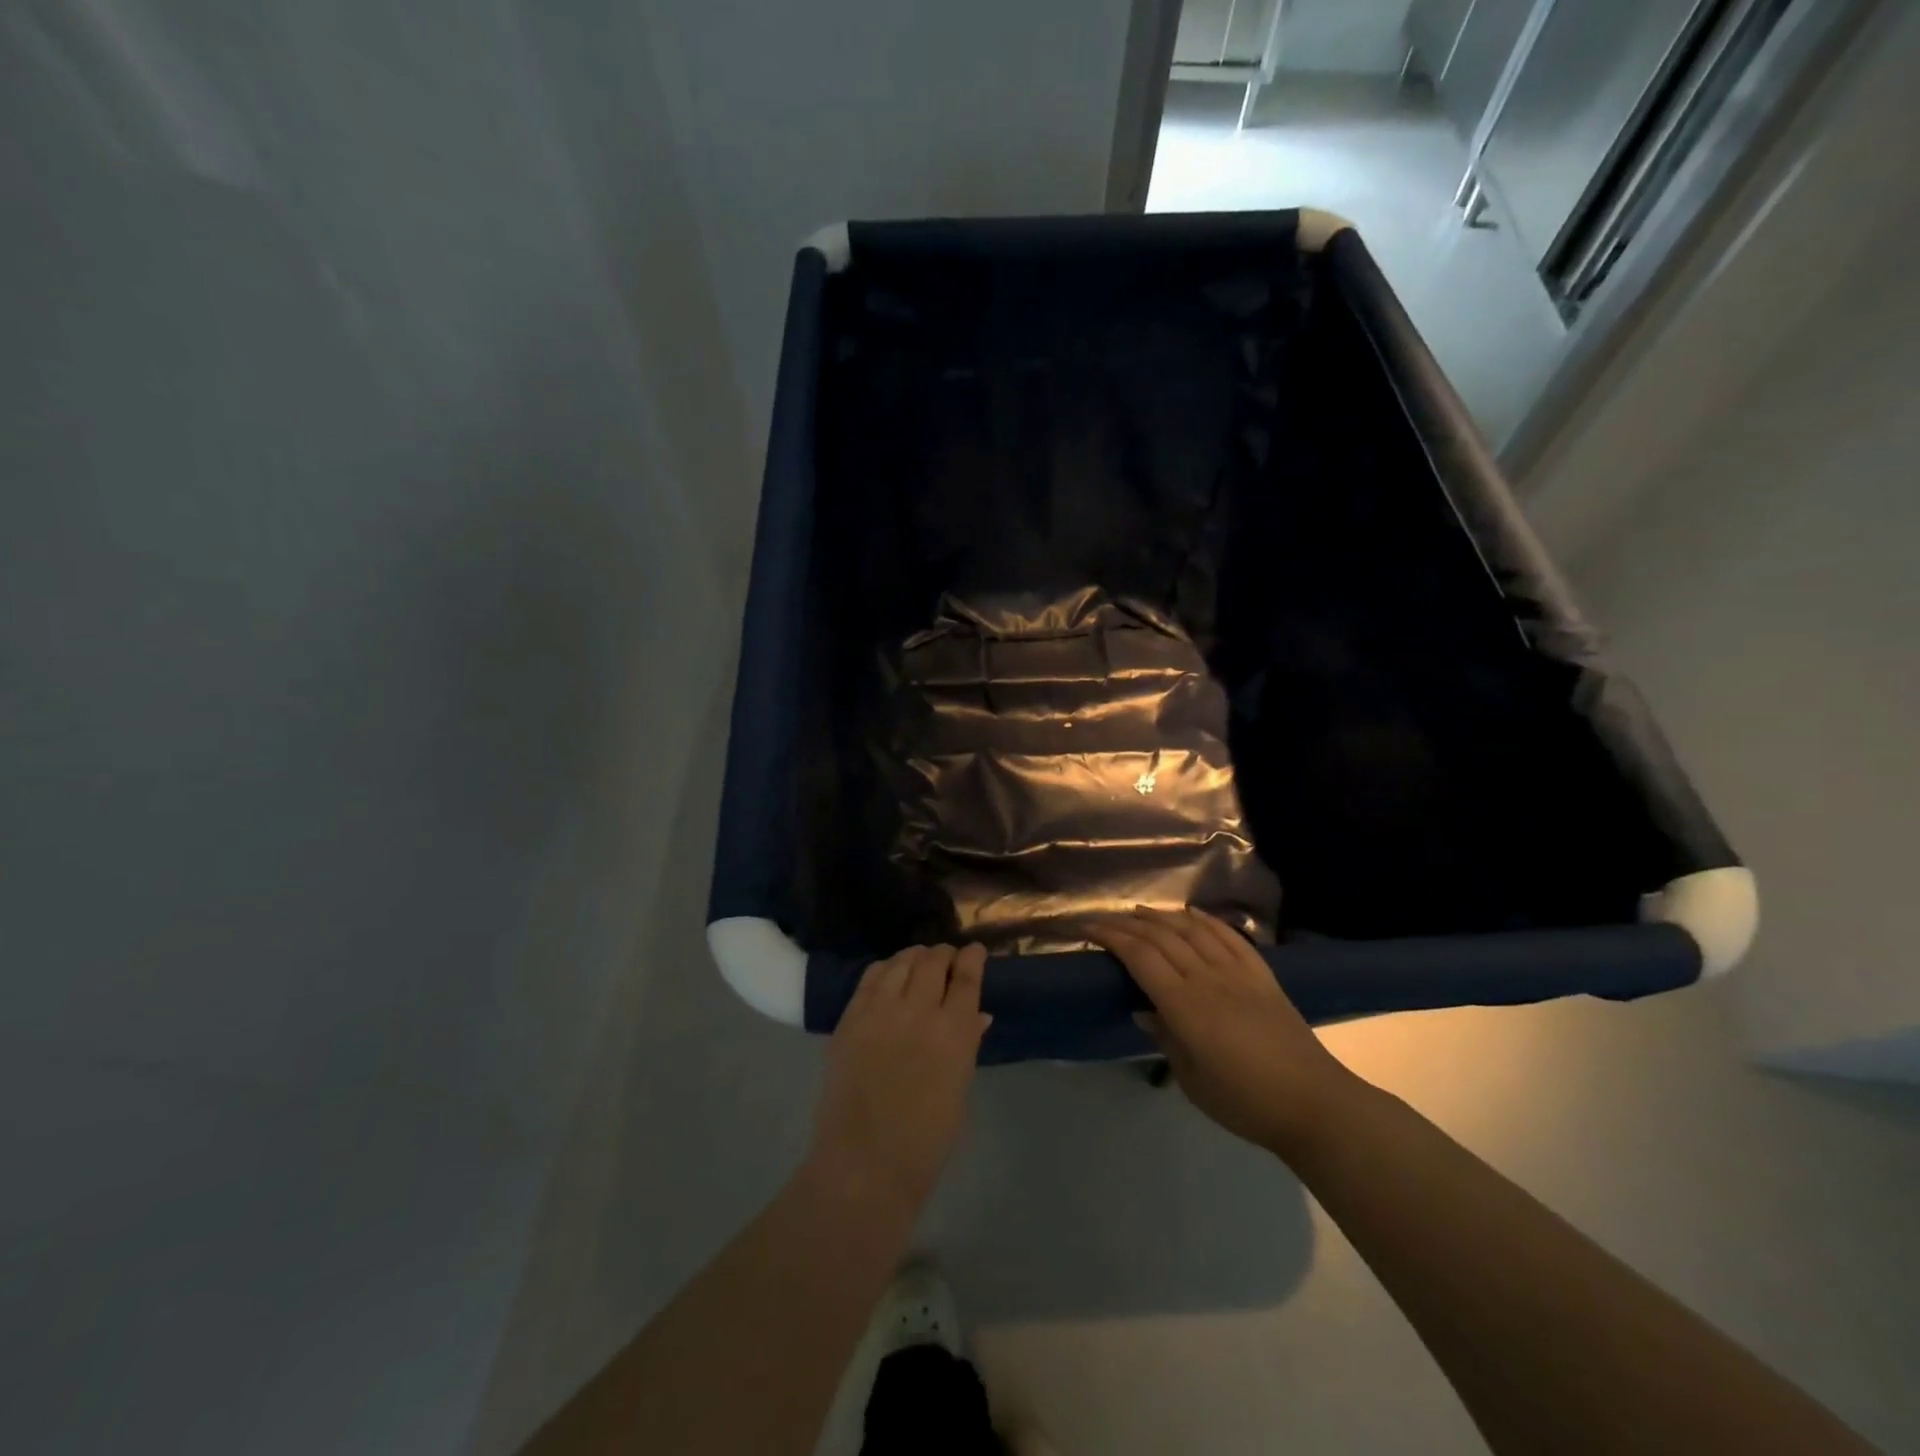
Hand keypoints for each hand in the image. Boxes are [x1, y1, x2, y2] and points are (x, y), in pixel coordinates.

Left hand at [806, 943, 991, 1215]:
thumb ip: (967, 1045)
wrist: (865, 1162)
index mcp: (955, 1032)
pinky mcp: (851, 1017)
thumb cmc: (925, 1138)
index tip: (975, 951)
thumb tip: (977, 1016)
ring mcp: (881, 1010)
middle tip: (946, 958)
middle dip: (944, 954)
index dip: (973, 957)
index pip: (968, 976)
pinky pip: (870, 976)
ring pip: (901, 961)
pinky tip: (889, 973)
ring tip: (919, 960)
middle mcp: (920, 1010)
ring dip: (915, 956)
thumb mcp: (959, 1089)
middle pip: (934, 960)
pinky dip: (885, 968)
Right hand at [1090, 908, 1360, 1158]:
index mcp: (1186, 1005)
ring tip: (1141, 913)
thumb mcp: (1192, 1080)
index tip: (1090, 928)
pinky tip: (1191, 914)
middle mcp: (1208, 978)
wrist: (1314, 1103)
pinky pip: (1230, 936)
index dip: (1112, 937)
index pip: (1140, 957)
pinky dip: (1206, 920)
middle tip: (1105, 919)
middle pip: (1162, 937)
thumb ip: (1165, 1038)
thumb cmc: (1245, 1101)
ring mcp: (1238, 972)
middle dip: (1129, 924)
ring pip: (1193, 929)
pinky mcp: (1262, 974)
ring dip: (1163, 917)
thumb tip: (1144, 1010)